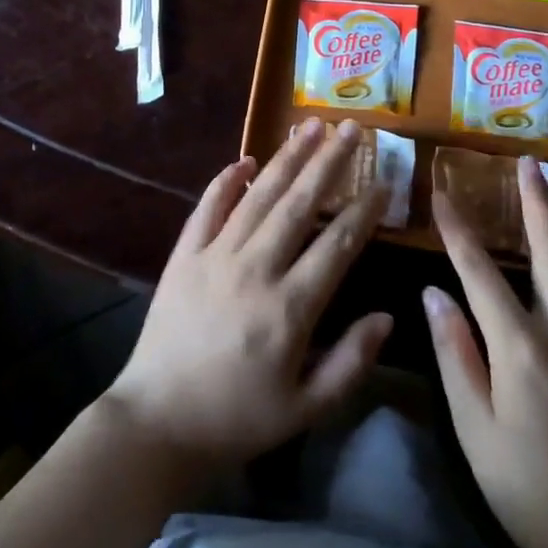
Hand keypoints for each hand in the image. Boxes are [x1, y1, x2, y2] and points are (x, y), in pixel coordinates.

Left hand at [104, 118, 394, 470]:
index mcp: (289, 308)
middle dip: (329, 163)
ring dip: (286, 158)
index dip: (363, 212)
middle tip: (352, 128)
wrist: (159, 421)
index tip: (383, 183)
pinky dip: (225, 181)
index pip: (336, 246)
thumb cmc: (239, 418)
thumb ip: (351, 362)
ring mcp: (215, 256)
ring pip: (258, 196)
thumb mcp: (306, 408)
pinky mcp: (184, 255)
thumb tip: (388, 317)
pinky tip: (246, 160)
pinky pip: (208, 208)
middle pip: (298, 205)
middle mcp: (254, 269)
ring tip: (310, 126)